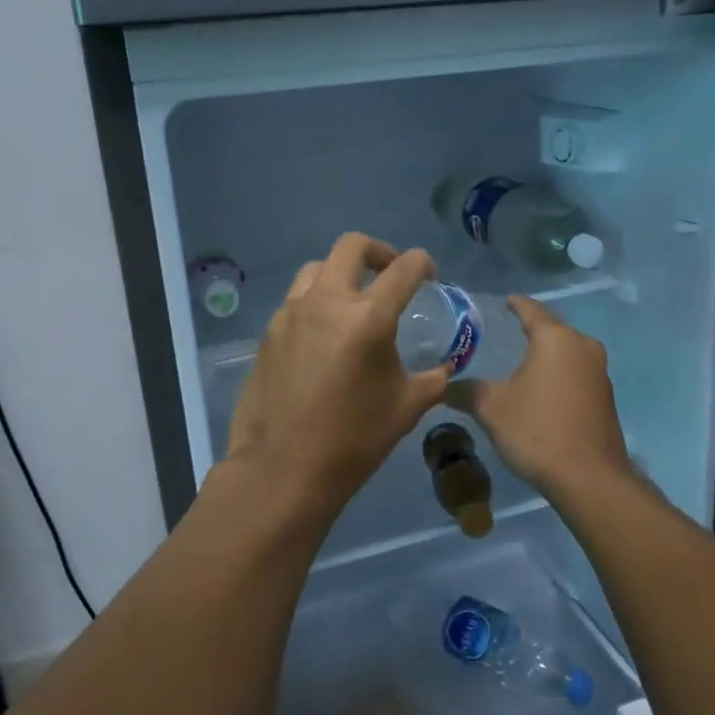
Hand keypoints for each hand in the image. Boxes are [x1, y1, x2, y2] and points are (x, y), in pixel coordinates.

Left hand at [223, 233, 450, 519]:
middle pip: (352, 246)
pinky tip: (324, 335)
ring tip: (353, 300)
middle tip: (389, 273)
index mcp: (367, 318)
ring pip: (317, 268)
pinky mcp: (269, 332)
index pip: (403, 268)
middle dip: (378, 251)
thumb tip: (445, 367)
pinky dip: (316, 302)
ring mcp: (291, 314)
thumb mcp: (406, 408)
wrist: (282, 469)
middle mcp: (326, 302)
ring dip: (341, 273)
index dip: (422, 263)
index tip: (429, 273)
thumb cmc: (353, 440)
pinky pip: (296, 300)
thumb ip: (433, 378)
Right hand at [445, 296, 633, 503]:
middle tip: (504, 331)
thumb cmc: (537, 430)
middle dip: (530, 329)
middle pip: (552, 329)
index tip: (502, 302)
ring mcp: (599, 372)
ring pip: (566, 351)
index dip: (514, 304)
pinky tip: (541, 388)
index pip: (531, 309)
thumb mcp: (491, 408)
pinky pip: (576, 373)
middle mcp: (583, 346)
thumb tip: (444, 385)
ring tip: (521, 360)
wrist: (590, 478)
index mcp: (555, 338)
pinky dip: (558, 374)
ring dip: (545, 354)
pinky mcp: (606, 396)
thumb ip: (466, 391)